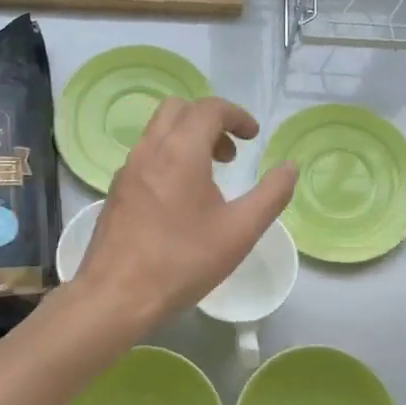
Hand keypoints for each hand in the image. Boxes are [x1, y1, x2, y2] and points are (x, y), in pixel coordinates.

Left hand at [72, 96, 297, 334]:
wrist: (116, 296)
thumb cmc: (182, 261)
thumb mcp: (240, 231)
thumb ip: (271, 195)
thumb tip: (290, 167)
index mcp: (180, 151)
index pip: (209, 108)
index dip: (237, 115)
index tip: (254, 137)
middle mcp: (149, 150)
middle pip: (178, 109)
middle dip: (209, 121)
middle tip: (230, 155)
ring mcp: (127, 170)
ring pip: (158, 131)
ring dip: (188, 139)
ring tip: (210, 178)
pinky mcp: (117, 191)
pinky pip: (146, 156)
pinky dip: (169, 158)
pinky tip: (181, 200)